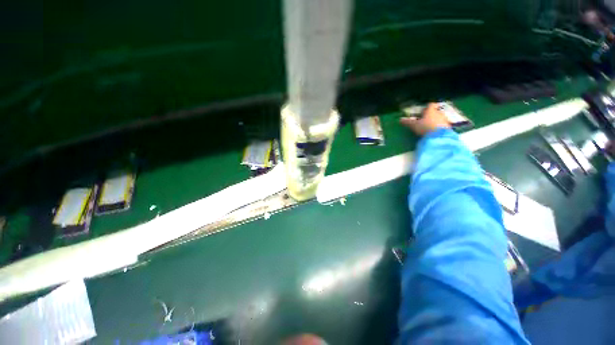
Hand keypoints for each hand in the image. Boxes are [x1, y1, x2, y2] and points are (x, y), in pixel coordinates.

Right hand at [400, 102, 450, 135]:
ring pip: (440, 118)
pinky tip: (435, 132)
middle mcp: (439, 113)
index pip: (430, 105)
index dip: (427, 107)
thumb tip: (400, 119)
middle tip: (425, 120)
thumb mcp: (414, 125)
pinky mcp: (449, 127)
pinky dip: (439, 127)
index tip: (423, 111)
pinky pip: (443, 125)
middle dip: (431, 115)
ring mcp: (445, 119)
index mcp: (431, 110)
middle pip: (435, 111)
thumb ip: (408, 122)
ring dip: (436, 121)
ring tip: (430, 127)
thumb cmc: (425, 127)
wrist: (439, 136)